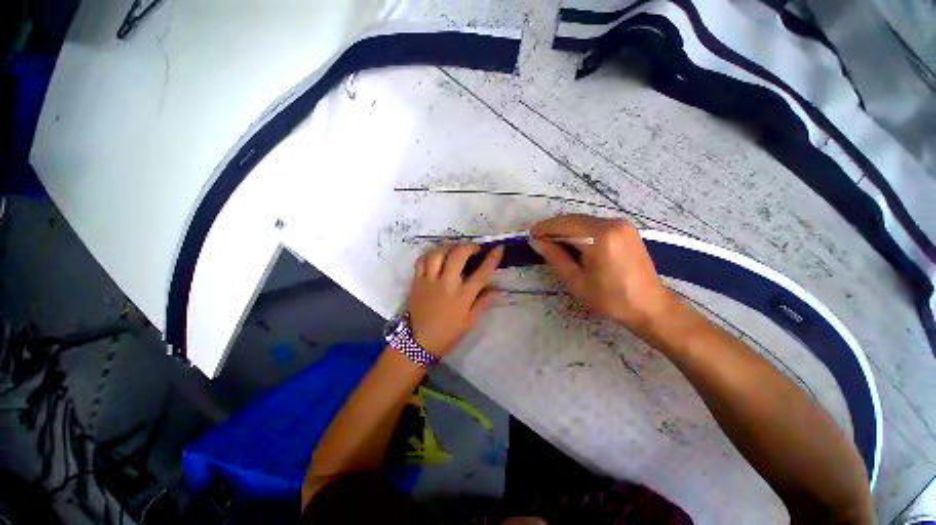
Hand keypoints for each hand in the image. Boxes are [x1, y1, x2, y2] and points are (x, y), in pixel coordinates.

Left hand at [407, 244, 503, 356]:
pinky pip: (421, 261)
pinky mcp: (416, 282)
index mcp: (462, 297)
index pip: (481, 273)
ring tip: (455, 248)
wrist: (419, 342)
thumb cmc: (448, 333)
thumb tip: (497, 289)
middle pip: (458, 256)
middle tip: (474, 248)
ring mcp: (429, 281)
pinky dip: (430, 254)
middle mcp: (446, 285)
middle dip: (469, 246)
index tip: (498, 248)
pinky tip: (436, 255)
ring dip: (449, 247)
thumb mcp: (470, 322)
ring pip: (438, 254)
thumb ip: (483, 303)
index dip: (492, 259)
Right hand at [530, 214, 673, 330]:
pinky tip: (572, 242)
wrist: (649, 306)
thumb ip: (555, 258)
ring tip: (552, 242)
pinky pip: (594, 224)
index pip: (564, 225)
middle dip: (553, 227)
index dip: (544, 229)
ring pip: (583, 220)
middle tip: (538, 239)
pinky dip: (579, 230)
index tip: (530, 235)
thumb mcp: (576, 281)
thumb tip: (536, 242)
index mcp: (600, 237)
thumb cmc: (610, 299)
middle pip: (573, 219)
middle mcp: (612, 224)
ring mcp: (621, 224)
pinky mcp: (625, 229)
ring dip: (565, 229)